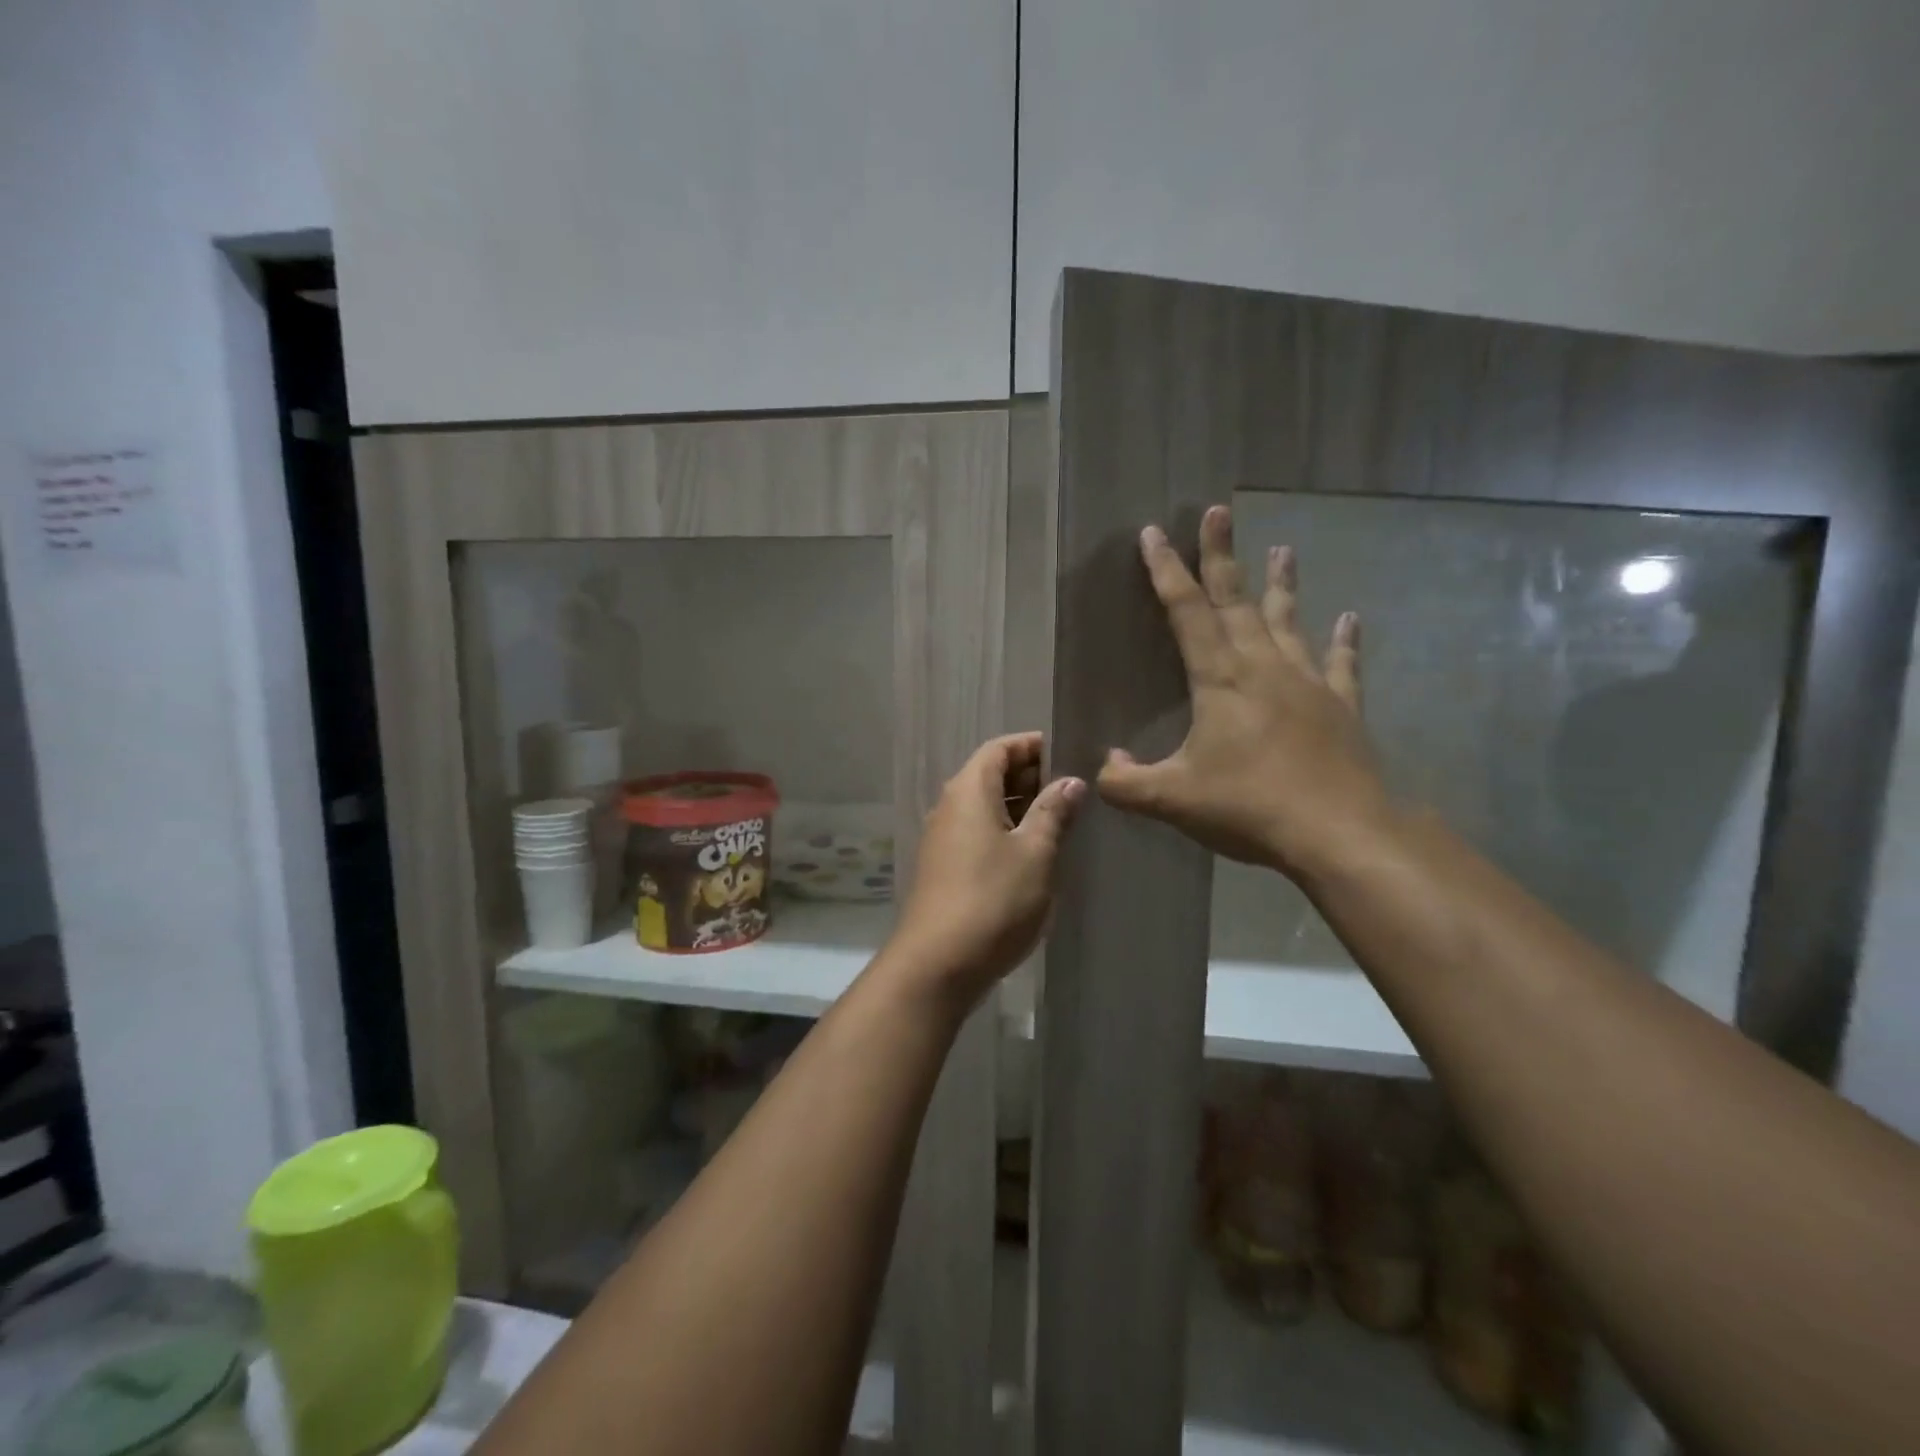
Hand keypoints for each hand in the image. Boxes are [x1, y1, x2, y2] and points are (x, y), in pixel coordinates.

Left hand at [889, 732, 1084, 1005]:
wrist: (937, 964)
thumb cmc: (993, 899)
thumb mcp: (1035, 853)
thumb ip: (1053, 812)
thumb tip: (1070, 781)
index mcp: (969, 791)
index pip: (999, 749)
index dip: (1031, 745)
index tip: (1066, 752)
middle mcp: (949, 807)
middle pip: (989, 775)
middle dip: (1029, 776)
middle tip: (1072, 789)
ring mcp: (942, 839)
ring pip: (984, 807)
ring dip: (1019, 807)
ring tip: (1060, 820)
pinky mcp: (943, 869)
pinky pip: (977, 833)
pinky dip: (1005, 831)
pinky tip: (1032, 853)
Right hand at [1097, 505, 1393, 879]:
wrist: (1340, 832)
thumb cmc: (1249, 807)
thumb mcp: (1171, 799)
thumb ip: (1125, 782)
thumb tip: (1103, 765)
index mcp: (1220, 678)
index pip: (1186, 612)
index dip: (1166, 571)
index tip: (1154, 533)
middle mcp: (1264, 667)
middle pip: (1237, 600)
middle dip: (1222, 555)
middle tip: (1219, 512)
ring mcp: (1308, 683)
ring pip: (1288, 622)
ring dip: (1281, 585)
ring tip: (1284, 549)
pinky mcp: (1340, 707)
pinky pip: (1341, 664)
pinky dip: (1344, 641)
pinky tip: (1350, 619)